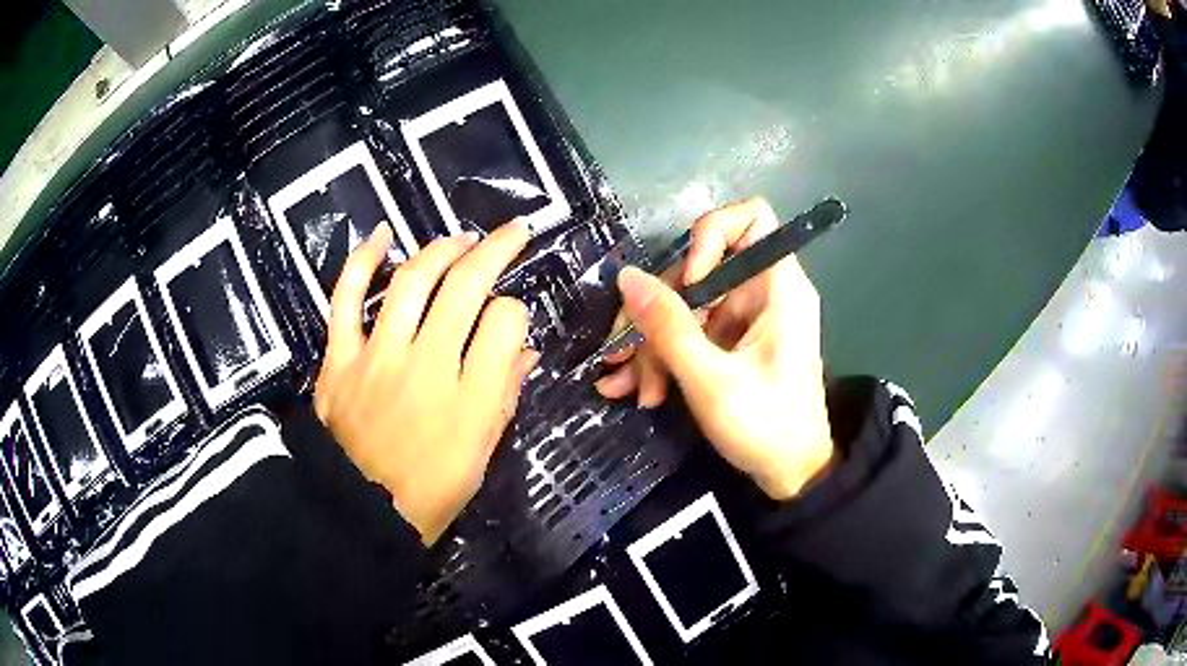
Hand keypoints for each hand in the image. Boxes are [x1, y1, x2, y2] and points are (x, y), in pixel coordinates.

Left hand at [315, 222, 538, 544]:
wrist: (361, 512)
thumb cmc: (431, 492)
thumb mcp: (482, 454)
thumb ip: (503, 396)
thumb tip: (524, 349)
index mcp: (470, 398)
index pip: (506, 322)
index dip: (516, 310)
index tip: (512, 317)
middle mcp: (426, 364)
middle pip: (465, 286)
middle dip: (496, 249)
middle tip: (512, 232)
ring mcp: (377, 356)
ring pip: (412, 281)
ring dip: (442, 249)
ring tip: (461, 239)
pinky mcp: (340, 358)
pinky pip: (345, 299)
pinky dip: (362, 262)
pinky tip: (382, 235)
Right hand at [595, 199, 833, 499]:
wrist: (790, 476)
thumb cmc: (766, 427)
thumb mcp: (711, 380)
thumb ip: (669, 327)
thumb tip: (627, 276)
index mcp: (779, 288)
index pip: (752, 217)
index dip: (712, 236)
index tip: (689, 281)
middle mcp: (762, 293)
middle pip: (700, 267)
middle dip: (659, 310)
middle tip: (629, 352)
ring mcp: (744, 319)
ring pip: (686, 305)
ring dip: (652, 345)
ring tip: (633, 388)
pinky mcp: (730, 343)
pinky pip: (689, 333)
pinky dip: (663, 358)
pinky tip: (636, 390)